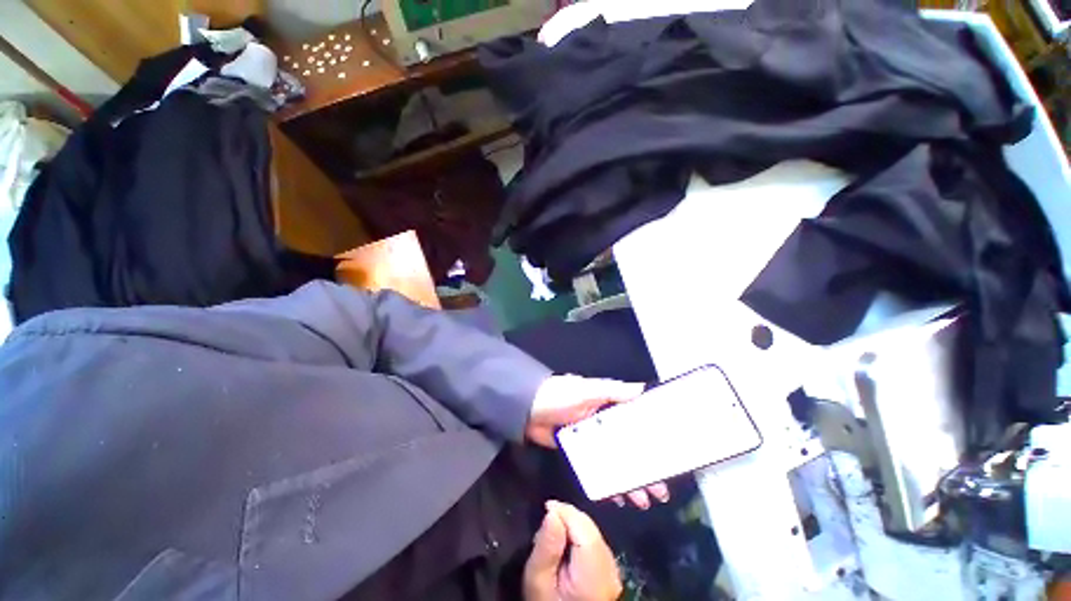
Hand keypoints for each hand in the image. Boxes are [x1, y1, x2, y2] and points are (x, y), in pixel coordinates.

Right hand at [523, 501, 621, 600]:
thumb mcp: (538, 582)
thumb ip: (546, 547)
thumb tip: (552, 512)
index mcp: (595, 573)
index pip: (584, 527)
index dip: (565, 511)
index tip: (546, 508)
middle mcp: (610, 569)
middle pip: (590, 528)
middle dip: (568, 517)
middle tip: (547, 521)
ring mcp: (613, 571)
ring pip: (593, 532)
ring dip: (573, 525)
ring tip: (553, 534)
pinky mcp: (609, 572)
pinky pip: (595, 543)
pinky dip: (580, 537)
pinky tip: (566, 546)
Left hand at [527, 375, 670, 509]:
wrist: (527, 409)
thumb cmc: (560, 395)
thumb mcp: (587, 390)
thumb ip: (613, 391)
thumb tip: (643, 389)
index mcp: (607, 406)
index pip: (635, 422)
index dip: (652, 438)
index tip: (669, 457)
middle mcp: (602, 423)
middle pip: (628, 446)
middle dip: (644, 467)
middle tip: (660, 490)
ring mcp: (590, 439)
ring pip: (615, 461)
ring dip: (629, 478)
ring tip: (643, 500)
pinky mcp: (578, 452)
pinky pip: (596, 469)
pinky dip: (606, 482)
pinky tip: (617, 497)